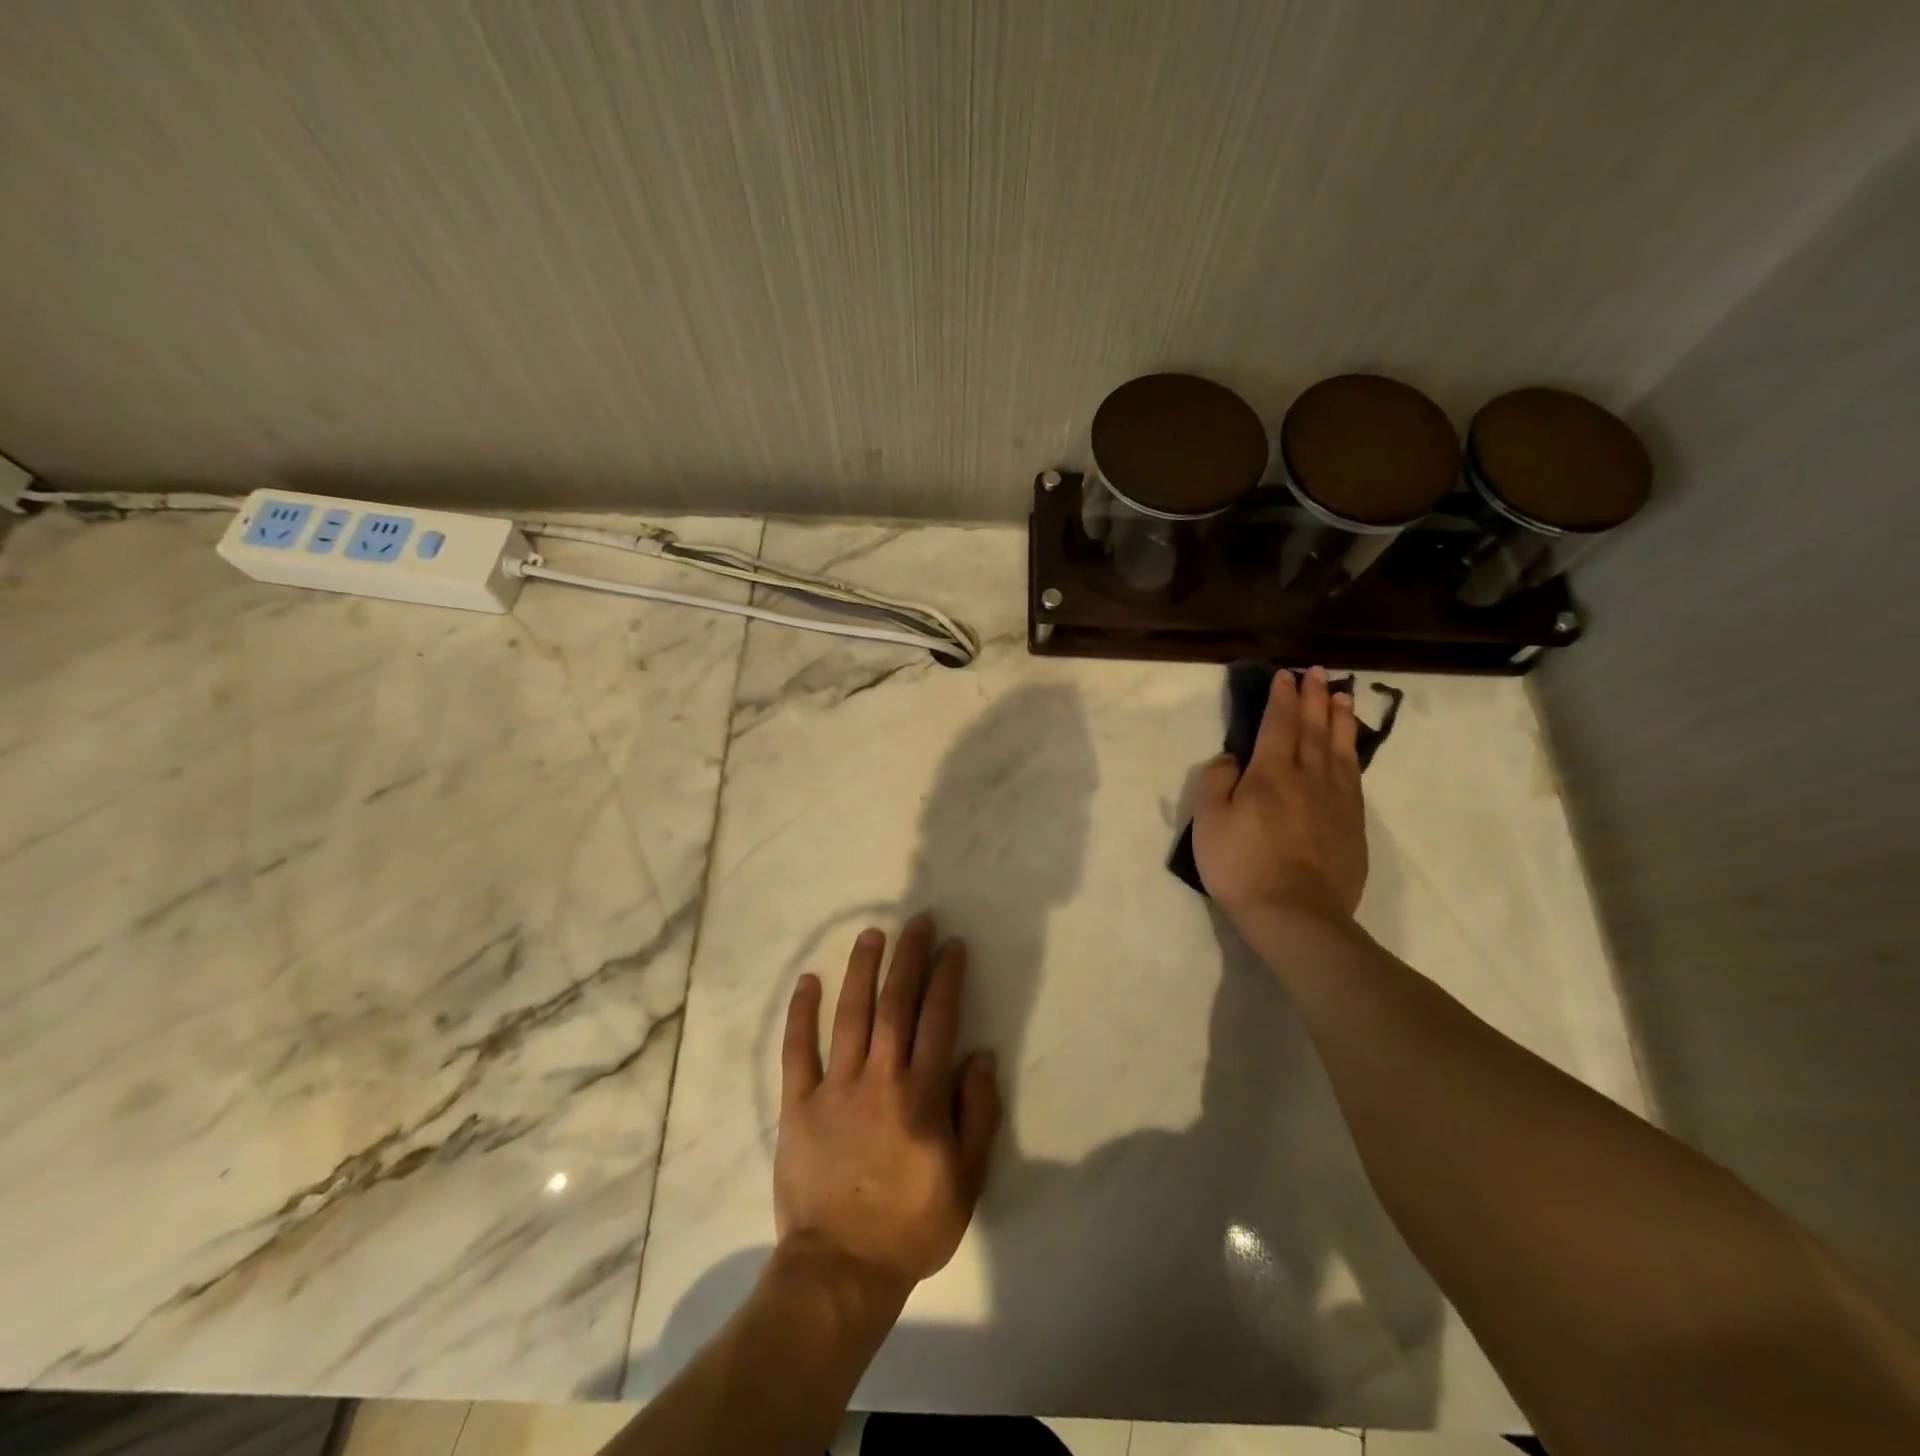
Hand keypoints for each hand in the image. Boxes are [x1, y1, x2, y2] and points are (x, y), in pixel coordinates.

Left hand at [775, 915, 1001, 1299]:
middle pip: (896, 1003)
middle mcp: (880, 1077)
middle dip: (909, 957)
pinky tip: (808, 981)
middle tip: (916, 921)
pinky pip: (798, 1050)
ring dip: (862, 969)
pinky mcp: (799, 1104)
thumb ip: (977, 1113)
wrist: (841, 1268)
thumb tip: (981, 1056)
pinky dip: (802, 1014)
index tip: (952, 945)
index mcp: (922, 1094)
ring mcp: (836, 1087)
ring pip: (851, 1014)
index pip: (939, 1018)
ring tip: (871, 934)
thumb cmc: (912, 1224)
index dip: (947, 977)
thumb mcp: (967, 1179)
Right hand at [1192, 666, 1368, 926]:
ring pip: (1341, 748)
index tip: (1286, 676)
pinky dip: (1353, 753)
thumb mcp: (1209, 823)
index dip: (1282, 698)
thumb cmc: (1242, 866)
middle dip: (1314, 698)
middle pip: (1314, 728)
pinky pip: (1354, 776)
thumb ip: (1216, 782)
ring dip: (1340, 719)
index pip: (1279, 724)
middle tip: (1318, 673)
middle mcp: (1309, 777)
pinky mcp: (1353, 824)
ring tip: (1342, 696)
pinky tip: (1351, 748)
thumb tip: (1232, 758)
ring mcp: (1337, 800)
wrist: (1295, 915)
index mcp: (1271, 774)